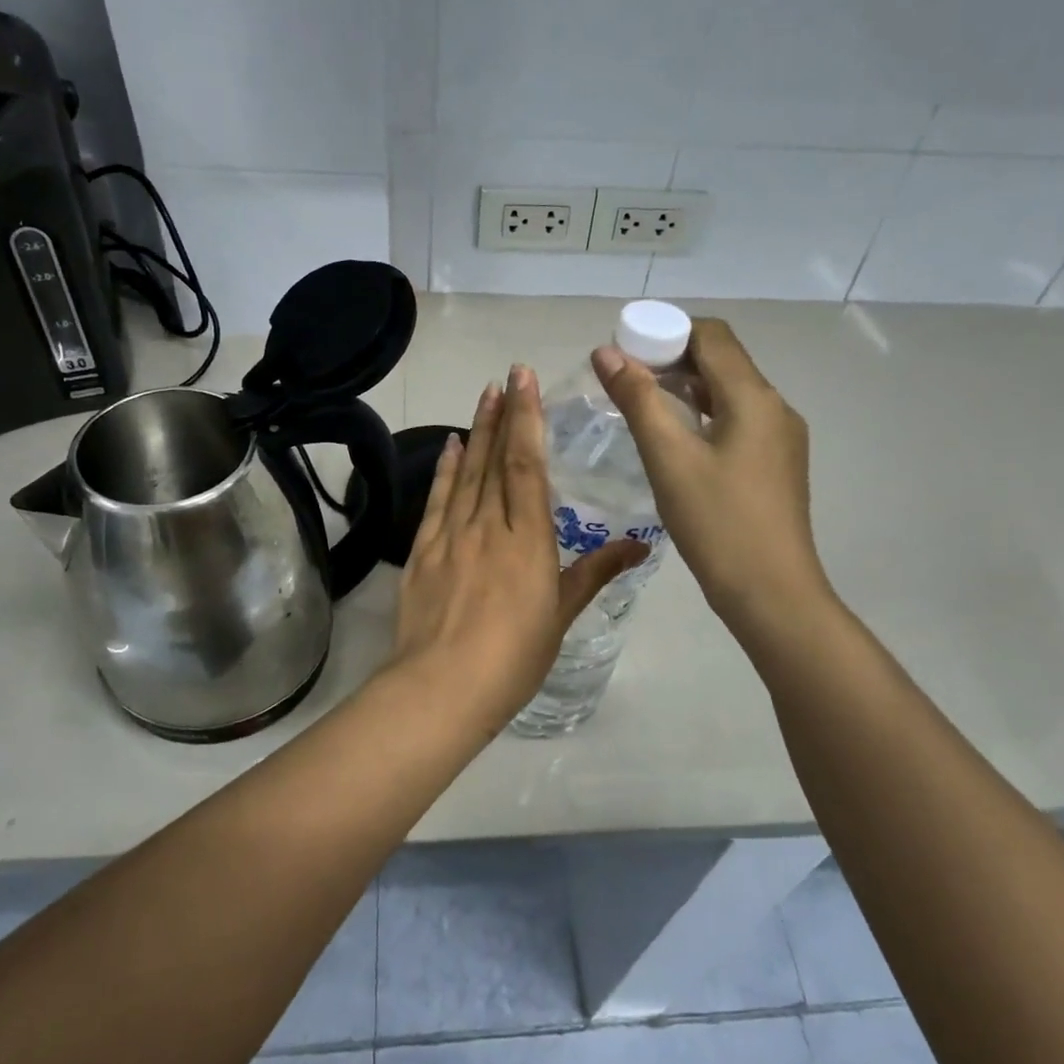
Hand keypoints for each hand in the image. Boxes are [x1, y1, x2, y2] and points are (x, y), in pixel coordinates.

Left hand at [387, 366, 643, 732]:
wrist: (442, 687)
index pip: (526, 464)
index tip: (525, 381)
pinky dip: (445, 471)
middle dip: (502, 414)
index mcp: (527, 538)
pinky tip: (450, 447)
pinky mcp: (422, 552)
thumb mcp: (561, 615)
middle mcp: (488, 526)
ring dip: (475, 432)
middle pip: (495, 459)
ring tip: (483, 397)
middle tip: (505, 377)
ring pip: (466, 473)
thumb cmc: (513, 656)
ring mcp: (451, 536)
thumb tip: (640, 545)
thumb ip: (595, 573)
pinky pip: (436, 501)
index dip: (526, 419)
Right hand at [592, 319, 832, 636]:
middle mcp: (775, 408)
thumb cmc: (717, 523)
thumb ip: (637, 400)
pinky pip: (737, 421)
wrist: (772, 593)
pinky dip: (703, 415)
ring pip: (729, 393)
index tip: (625, 349)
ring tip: (642, 405)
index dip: (666, 330)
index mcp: (754, 397)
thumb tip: (605, 352)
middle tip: (624, 378)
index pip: (712, 335)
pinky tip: (675, 440)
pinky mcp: (776, 465)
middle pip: (722, 361)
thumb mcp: (669, 459)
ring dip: (687, 388)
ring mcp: (780, 438)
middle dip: (672, 358)